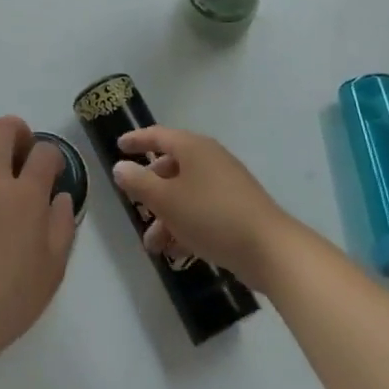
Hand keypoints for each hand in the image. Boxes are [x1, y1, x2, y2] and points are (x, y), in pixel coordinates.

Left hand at [0, 116, 77, 376]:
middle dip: (15, 128)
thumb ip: (62, 227)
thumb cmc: (8, 301)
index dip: (52, 155)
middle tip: (18, 146)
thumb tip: (60, 197)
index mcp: (26, 197)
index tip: (51, 169)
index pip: (44, 153)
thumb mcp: (52, 271)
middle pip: (1, 129)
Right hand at [112, 127, 301, 290]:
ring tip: (154, 246)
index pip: (158, 135)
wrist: (269, 249)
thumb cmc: (211, 215)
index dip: (137, 140)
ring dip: (166, 216)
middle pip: (171, 167)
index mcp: (193, 147)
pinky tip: (178, 252)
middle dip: (150, 191)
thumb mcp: (167, 200)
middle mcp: (209, 159)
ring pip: (186, 193)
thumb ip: (139, 182)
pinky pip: (202, 210)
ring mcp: (226, 184)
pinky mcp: (237, 209)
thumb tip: (121, 167)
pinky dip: (186, 225)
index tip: (119, 146)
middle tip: (136, 208)